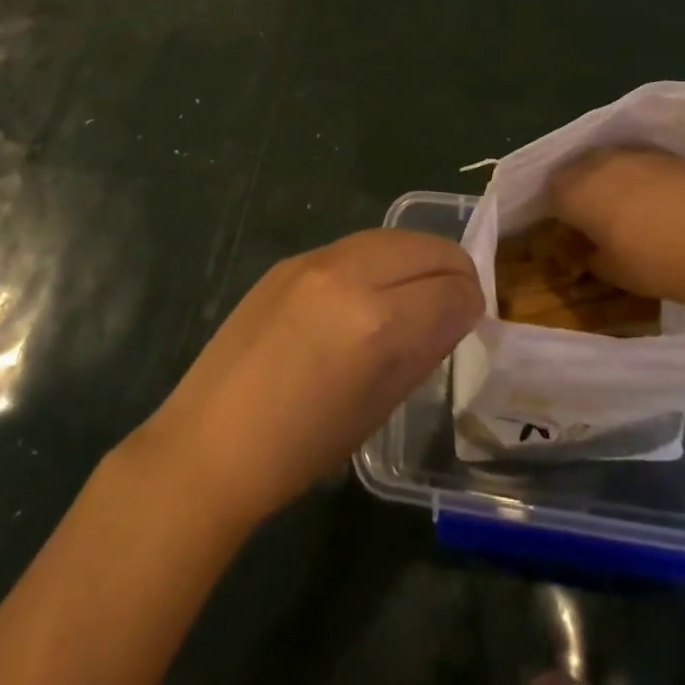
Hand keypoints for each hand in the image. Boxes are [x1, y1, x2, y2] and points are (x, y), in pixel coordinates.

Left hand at [130, 230, 482, 526]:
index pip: (453, 288)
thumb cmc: (301, 447)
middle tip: (457, 299)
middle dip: (454, 269)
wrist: (211, 440)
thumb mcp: (379, 405)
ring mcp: (316, 259)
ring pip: (392, 237)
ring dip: (417, 258)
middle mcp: (351, 274)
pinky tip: (371, 290)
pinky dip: (379, 260)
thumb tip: (456, 312)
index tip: (473, 319)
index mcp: (377, 322)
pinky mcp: (292, 258)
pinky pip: (355, 246)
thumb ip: (425, 347)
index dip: (473, 303)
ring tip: (419, 289)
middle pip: (427, 247)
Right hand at [548, 146, 684, 303]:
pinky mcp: (665, 154)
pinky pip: (642, 162)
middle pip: (578, 170)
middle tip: (601, 217)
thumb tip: (590, 254)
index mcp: (573, 191)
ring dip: (614, 179)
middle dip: (585, 189)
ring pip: (611, 162)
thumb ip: (591, 257)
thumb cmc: (652, 263)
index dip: (562, 211)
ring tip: (632, 206)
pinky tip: (662, 200)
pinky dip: (644, 177)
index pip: (552, 192)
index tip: (575, 230)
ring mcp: (632, 154)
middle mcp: (596, 163)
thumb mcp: (612, 271)